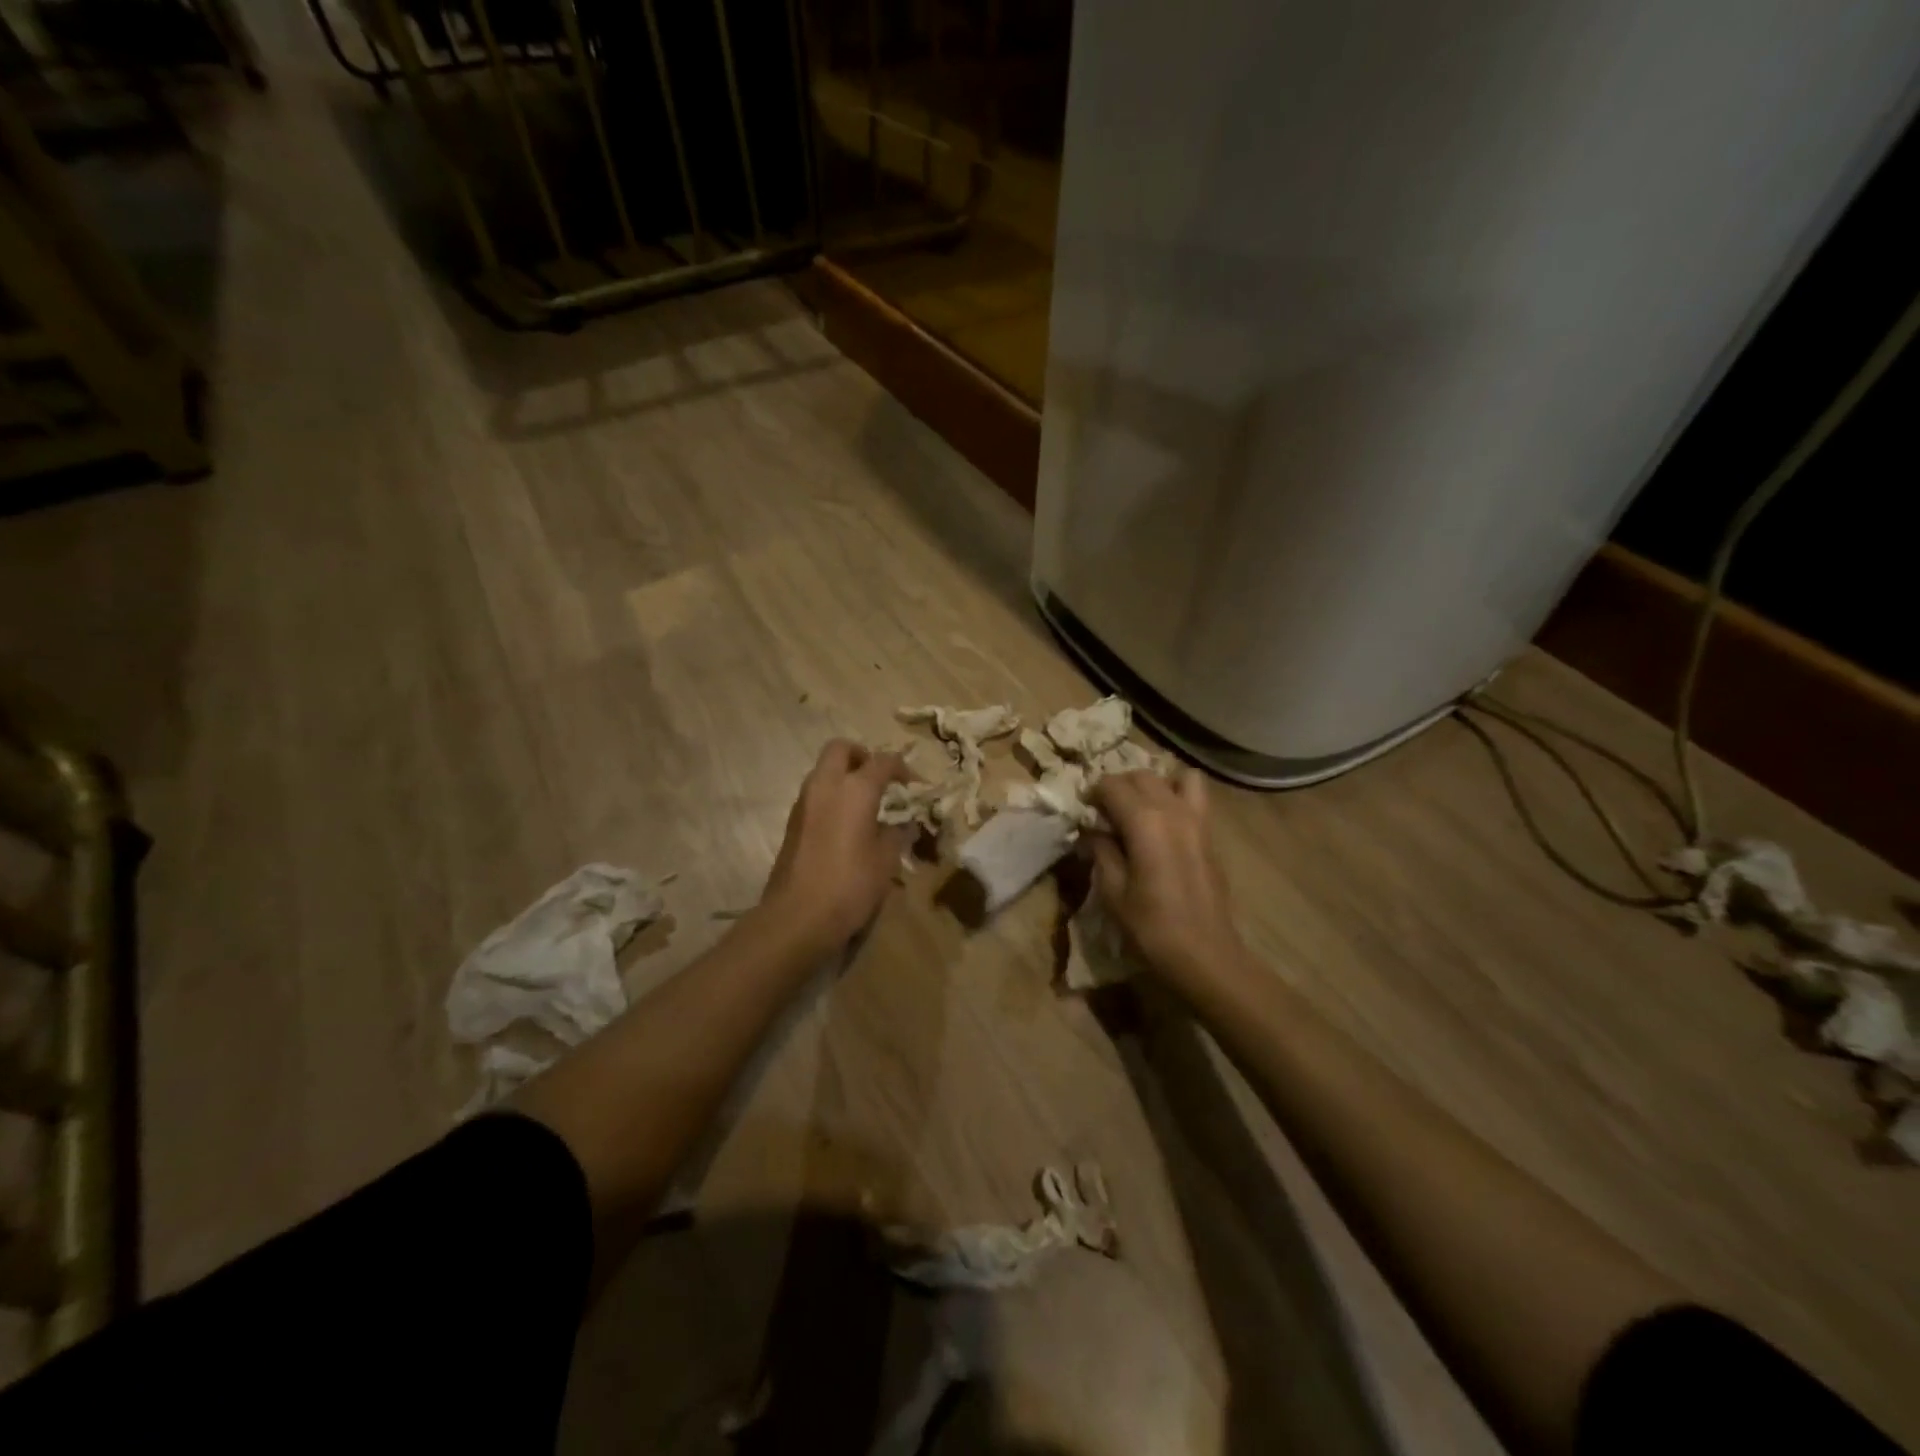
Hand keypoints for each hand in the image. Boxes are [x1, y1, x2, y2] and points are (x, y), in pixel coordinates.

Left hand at [761, 739, 911, 950]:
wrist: (797, 917)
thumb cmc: (850, 885)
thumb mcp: (886, 861)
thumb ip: (897, 834)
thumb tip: (904, 824)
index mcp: (855, 789)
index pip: (882, 761)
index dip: (902, 768)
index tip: (915, 785)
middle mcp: (826, 786)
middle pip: (841, 749)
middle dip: (862, 755)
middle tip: (880, 778)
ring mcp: (804, 803)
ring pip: (823, 770)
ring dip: (844, 776)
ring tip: (866, 802)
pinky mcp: (792, 823)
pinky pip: (815, 794)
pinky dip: (832, 796)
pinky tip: (846, 823)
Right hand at [1088, 769, 1246, 987]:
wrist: (1205, 953)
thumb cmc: (1151, 926)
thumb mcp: (1113, 891)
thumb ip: (1102, 851)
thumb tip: (1094, 831)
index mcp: (1145, 821)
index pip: (1112, 785)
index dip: (1093, 792)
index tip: (1083, 809)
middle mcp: (1173, 810)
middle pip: (1142, 776)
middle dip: (1119, 785)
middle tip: (1105, 810)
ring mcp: (1198, 819)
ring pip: (1175, 777)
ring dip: (1154, 784)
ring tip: (1140, 807)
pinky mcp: (1211, 834)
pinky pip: (1196, 797)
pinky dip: (1177, 796)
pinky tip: (1164, 824)